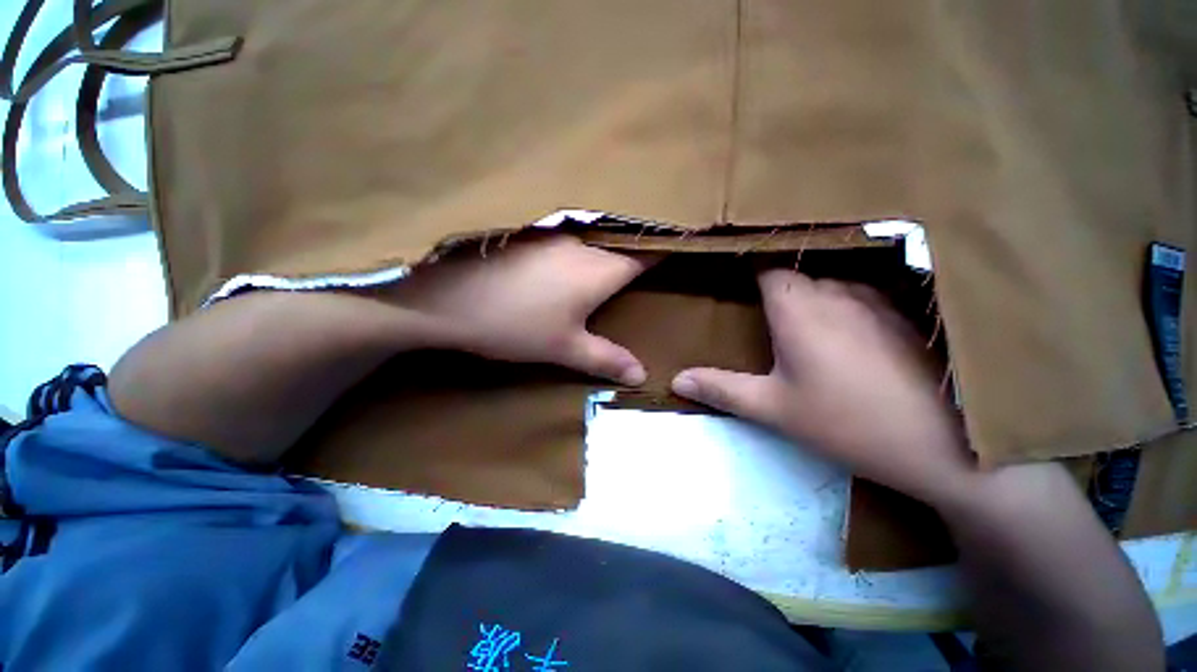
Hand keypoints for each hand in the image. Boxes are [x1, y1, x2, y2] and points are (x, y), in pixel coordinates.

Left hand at [384, 234, 654, 385]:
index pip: (645, 254)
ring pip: (594, 236)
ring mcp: (554, 234)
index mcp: (600, 269)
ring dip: (608, 245)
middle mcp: (583, 244)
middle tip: (649, 259)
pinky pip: (568, 236)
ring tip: (616, 257)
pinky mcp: (530, 234)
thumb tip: (641, 376)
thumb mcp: (563, 347)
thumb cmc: (514, 325)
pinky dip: (580, 245)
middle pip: (621, 241)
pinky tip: (573, 256)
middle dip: (637, 249)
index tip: (680, 252)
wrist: (447, 299)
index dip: (664, 252)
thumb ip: (605, 359)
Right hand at [670, 269, 975, 507]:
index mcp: (799, 305)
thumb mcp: (773, 408)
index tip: (729, 275)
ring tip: (793, 320)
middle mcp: (837, 290)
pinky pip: (857, 297)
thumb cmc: (847, 422)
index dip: (746, 264)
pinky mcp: (901, 316)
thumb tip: (676, 379)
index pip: (766, 264)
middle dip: (772, 287)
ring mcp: (875, 299)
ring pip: (828, 283)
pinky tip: (839, 334)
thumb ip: (721, 388)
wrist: (948, 448)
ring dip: (807, 296)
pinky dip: (838, 306)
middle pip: (795, 273)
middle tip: (754, 307)